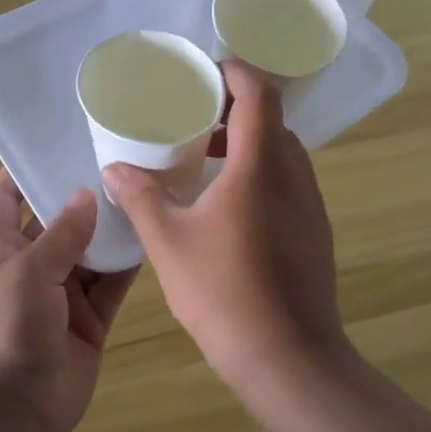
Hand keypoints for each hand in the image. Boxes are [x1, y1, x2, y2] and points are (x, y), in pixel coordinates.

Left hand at [0, 170, 137, 431]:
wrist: (8, 417)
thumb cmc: (1, 331)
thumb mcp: (26, 273)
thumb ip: (61, 234)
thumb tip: (86, 195)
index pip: (6, 196)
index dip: (24, 167)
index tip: (56, 137)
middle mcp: (30, 265)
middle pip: (58, 220)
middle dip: (82, 193)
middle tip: (121, 156)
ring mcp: (61, 294)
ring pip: (91, 250)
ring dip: (112, 227)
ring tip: (146, 187)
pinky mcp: (89, 320)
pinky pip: (112, 283)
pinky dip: (128, 263)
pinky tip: (153, 234)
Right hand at [102, 62, 345, 387]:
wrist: (289, 358)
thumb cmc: (224, 293)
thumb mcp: (168, 242)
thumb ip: (141, 197)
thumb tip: (115, 168)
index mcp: (260, 165)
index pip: (259, 94)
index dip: (234, 73)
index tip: (203, 74)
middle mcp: (293, 174)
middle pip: (271, 119)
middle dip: (234, 108)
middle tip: (195, 115)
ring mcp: (311, 204)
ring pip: (282, 151)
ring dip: (248, 142)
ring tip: (207, 156)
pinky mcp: (316, 230)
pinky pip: (289, 180)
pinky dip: (261, 171)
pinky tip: (230, 203)